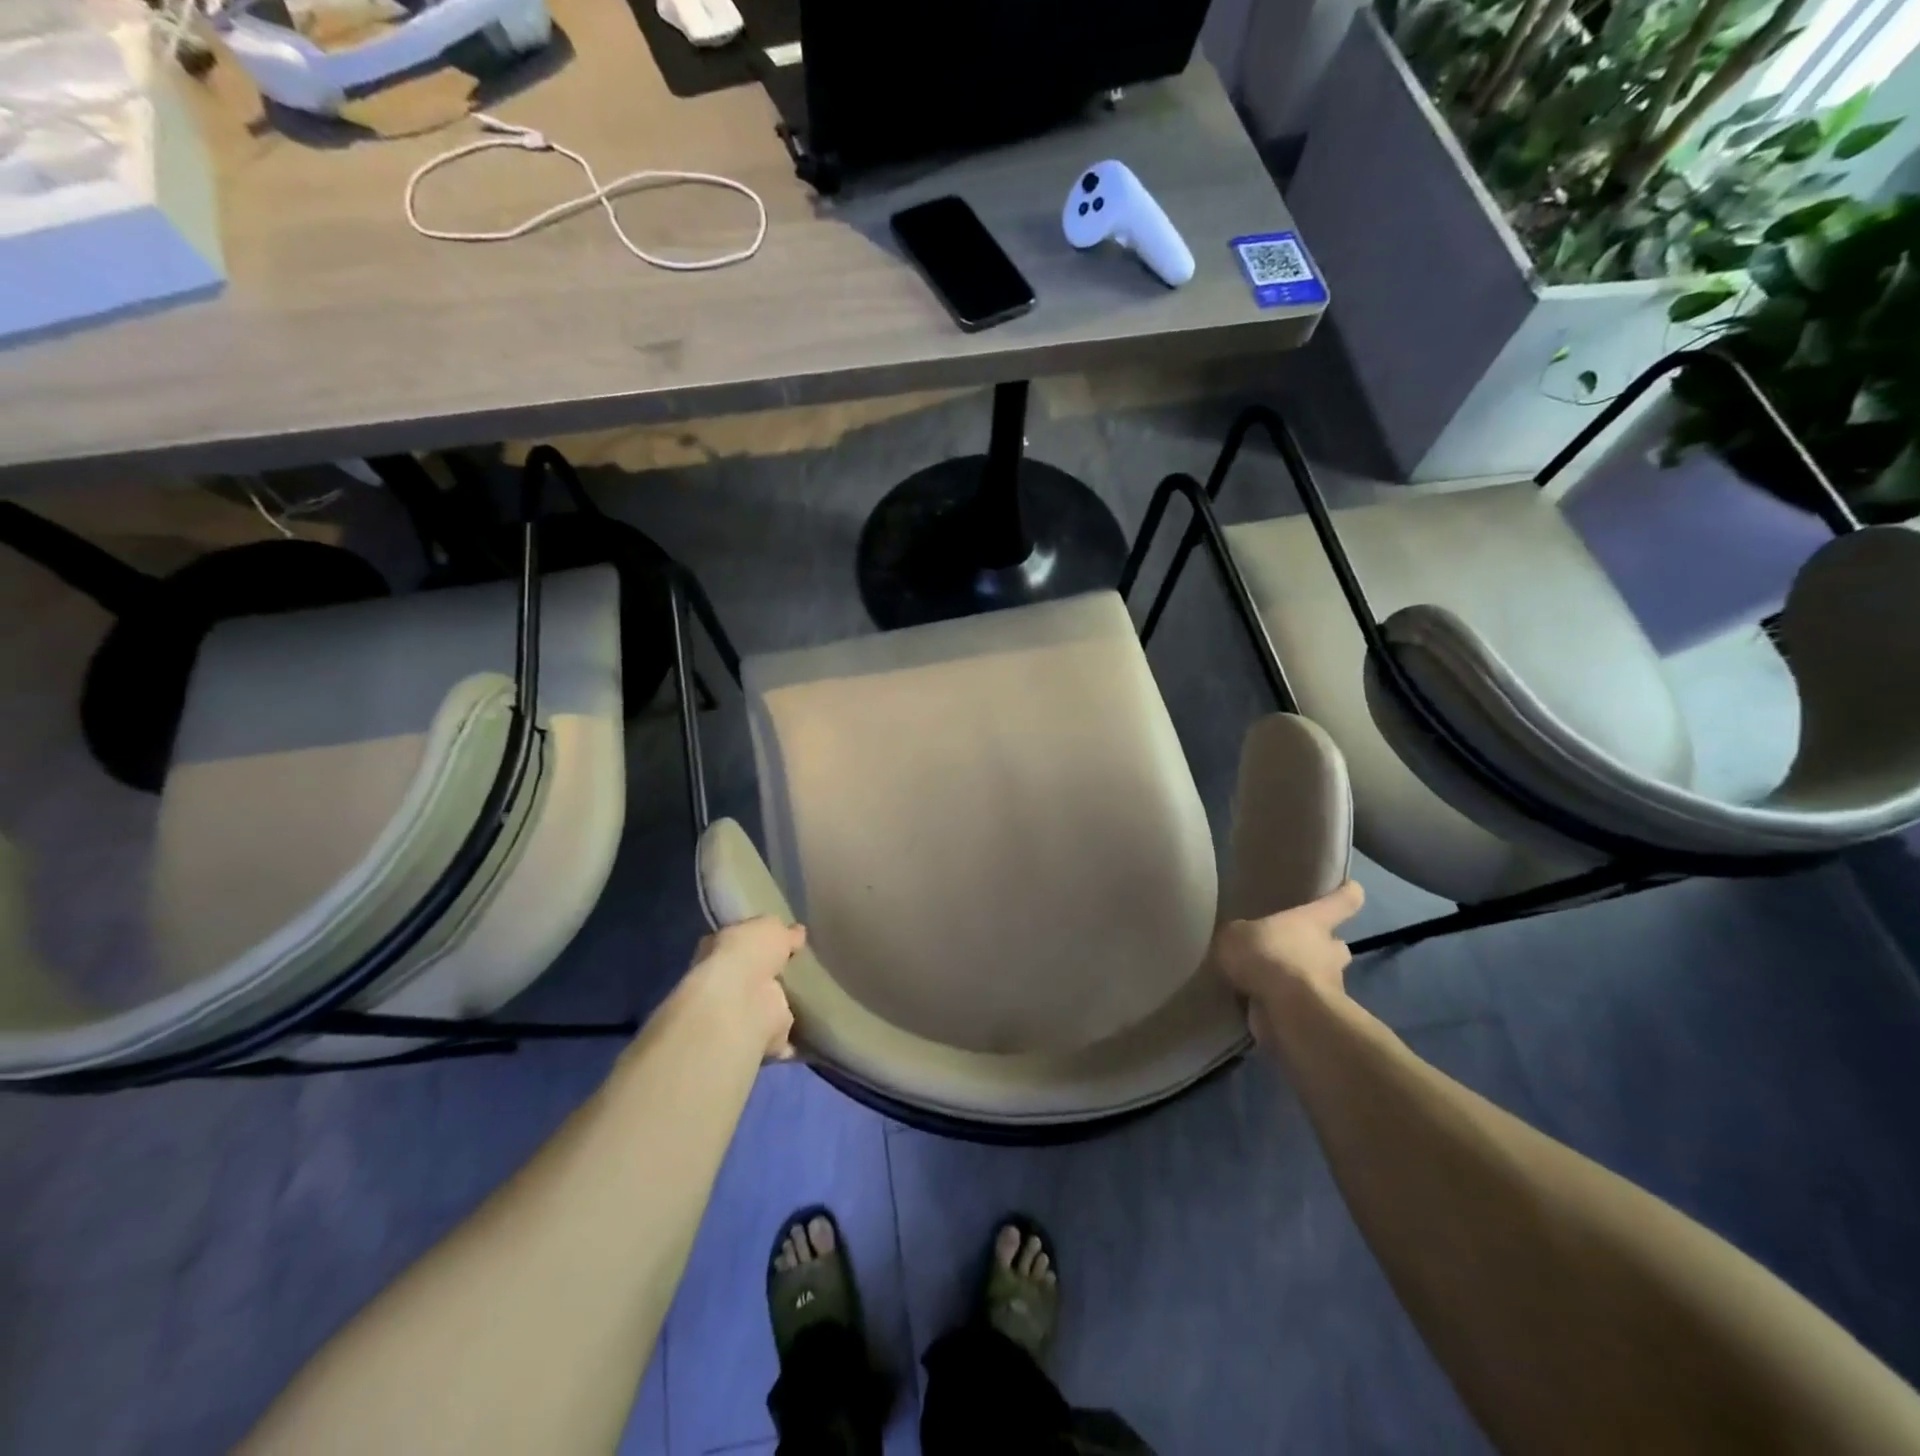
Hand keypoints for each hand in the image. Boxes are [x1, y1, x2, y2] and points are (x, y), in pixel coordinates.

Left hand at [681, 918, 805, 1059]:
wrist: (740, 1002)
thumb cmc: (749, 952)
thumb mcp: (770, 927)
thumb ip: (784, 931)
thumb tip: (796, 933)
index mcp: (721, 946)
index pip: (741, 940)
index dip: (759, 939)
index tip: (783, 938)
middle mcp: (726, 979)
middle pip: (753, 973)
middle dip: (770, 972)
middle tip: (799, 967)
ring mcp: (740, 1010)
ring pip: (764, 1004)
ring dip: (779, 1003)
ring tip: (810, 996)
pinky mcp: (758, 1036)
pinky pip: (778, 1035)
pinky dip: (791, 1037)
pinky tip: (810, 1029)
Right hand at [1211, 880, 1365, 1047]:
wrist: (1287, 1010)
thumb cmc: (1267, 956)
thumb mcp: (1236, 934)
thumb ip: (1240, 934)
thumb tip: (1240, 939)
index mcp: (1314, 921)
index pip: (1343, 901)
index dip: (1346, 893)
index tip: (1351, 888)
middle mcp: (1329, 951)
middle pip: (1337, 944)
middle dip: (1322, 948)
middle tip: (1296, 950)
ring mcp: (1331, 986)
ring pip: (1324, 978)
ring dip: (1306, 980)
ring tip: (1274, 983)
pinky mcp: (1322, 1017)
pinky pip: (1306, 1006)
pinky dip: (1291, 1007)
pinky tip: (1265, 1007)